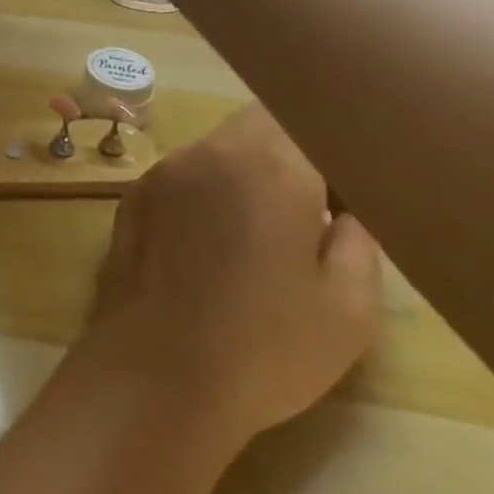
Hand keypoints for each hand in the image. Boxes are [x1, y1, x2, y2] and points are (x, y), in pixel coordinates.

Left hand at [81, 104, 380, 448]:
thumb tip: (348, 210)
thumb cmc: (265, 346)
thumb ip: (358, 241)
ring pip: (218, 145)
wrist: (158, 372)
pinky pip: (183, 173)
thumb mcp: (348, 309)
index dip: (332, 154)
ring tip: (256, 234)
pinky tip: (208, 246)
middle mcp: (212, 150)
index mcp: (271, 166)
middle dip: (289, 153)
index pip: (310, 122)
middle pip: (261, 124)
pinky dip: (205, 190)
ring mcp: (166, 168)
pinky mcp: (134, 192)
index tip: (344, 196)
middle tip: (306, 212)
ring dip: (244, 170)